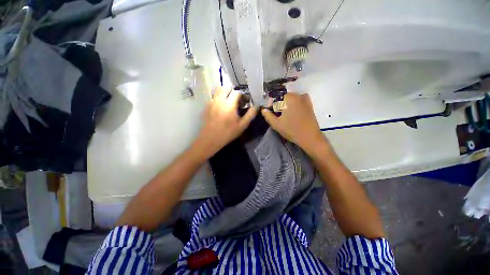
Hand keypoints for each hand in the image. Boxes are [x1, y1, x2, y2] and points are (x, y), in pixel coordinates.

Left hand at [193, 87, 257, 158]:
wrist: (210, 139)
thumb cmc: (228, 133)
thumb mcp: (242, 125)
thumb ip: (250, 114)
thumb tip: (256, 106)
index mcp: (229, 104)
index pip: (237, 92)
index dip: (242, 95)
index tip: (244, 101)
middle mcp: (219, 100)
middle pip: (226, 87)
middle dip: (232, 91)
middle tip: (236, 100)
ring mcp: (212, 102)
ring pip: (218, 90)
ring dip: (224, 92)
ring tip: (228, 101)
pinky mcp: (207, 106)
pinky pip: (213, 97)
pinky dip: (218, 98)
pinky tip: (221, 107)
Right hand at [262, 93, 325, 152]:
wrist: (310, 137)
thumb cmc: (291, 130)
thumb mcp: (276, 124)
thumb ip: (268, 115)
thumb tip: (263, 109)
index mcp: (289, 98)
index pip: (277, 96)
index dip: (272, 103)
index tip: (271, 110)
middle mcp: (298, 96)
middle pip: (285, 96)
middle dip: (279, 103)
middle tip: (277, 113)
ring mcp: (305, 100)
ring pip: (292, 98)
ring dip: (287, 103)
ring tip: (285, 113)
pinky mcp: (310, 105)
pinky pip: (299, 101)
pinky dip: (295, 104)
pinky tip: (293, 112)